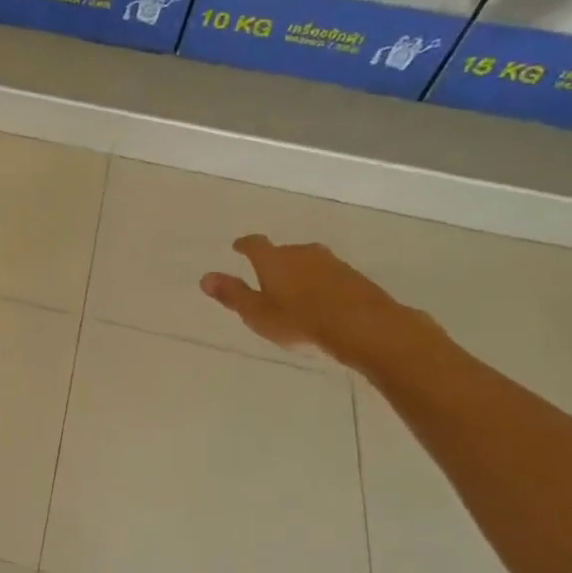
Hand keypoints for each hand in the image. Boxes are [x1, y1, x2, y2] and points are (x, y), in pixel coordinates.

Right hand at [200, 235, 432, 370]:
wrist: (366, 328)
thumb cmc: (301, 321)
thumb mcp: (257, 313)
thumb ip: (232, 295)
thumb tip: (205, 277)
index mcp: (273, 259)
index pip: (254, 244)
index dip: (244, 245)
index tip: (238, 247)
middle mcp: (302, 253)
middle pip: (284, 252)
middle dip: (275, 262)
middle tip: (267, 276)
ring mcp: (332, 263)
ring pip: (309, 263)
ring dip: (301, 273)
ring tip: (295, 291)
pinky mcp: (356, 278)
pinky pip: (331, 276)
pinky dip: (322, 285)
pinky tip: (323, 302)